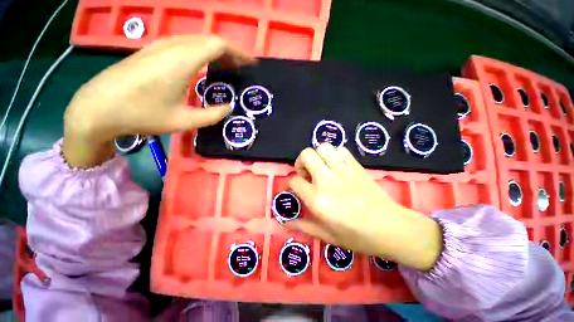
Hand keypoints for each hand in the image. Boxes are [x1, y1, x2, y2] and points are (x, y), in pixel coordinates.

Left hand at [63, 35, 254, 167]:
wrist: (97, 108)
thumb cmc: (141, 115)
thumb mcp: (183, 121)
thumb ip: (212, 115)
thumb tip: (228, 107)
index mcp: (181, 61)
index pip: (218, 44)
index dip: (238, 52)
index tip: (250, 64)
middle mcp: (171, 46)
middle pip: (208, 40)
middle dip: (229, 53)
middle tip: (240, 70)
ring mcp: (158, 46)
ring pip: (196, 40)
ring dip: (215, 52)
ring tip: (225, 69)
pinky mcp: (151, 51)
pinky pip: (183, 44)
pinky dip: (200, 52)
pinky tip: (202, 67)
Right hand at [287, 144, 442, 270]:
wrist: (390, 227)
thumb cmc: (357, 236)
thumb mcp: (326, 236)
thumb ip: (303, 227)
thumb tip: (285, 223)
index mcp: (317, 199)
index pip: (294, 181)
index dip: (291, 183)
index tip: (296, 188)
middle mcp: (326, 180)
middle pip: (306, 155)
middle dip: (300, 161)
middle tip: (305, 172)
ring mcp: (342, 170)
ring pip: (323, 147)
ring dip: (317, 155)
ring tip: (320, 166)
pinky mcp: (355, 166)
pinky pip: (341, 150)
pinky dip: (334, 154)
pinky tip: (336, 165)